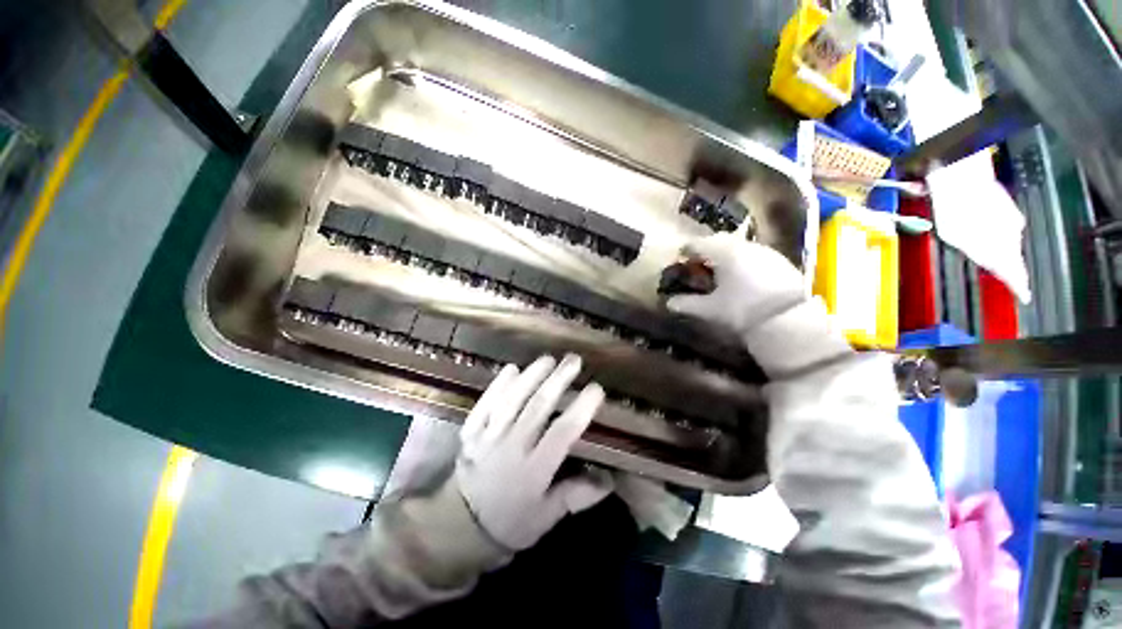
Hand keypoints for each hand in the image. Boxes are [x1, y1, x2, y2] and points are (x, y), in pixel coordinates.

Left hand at [455, 354, 612, 549]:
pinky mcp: (471, 432)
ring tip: (548, 359)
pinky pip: (484, 404)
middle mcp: (511, 448)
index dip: (580, 409)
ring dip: (530, 376)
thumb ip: (576, 496)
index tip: (596, 389)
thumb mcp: (547, 517)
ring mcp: (488, 437)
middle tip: (574, 361)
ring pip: (511, 400)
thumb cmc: (511, 521)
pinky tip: (511, 369)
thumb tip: (609, 479)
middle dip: (558, 381)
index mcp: (534, 471)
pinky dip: (497, 385)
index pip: (562, 434)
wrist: (460, 526)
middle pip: (537, 408)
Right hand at [665, 233, 804, 335]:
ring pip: (738, 246)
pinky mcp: (780, 261)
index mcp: (724, 252)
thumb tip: (669, 302)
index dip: (686, 250)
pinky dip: (742, 260)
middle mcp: (745, 246)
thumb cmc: (742, 310)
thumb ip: (687, 304)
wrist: (790, 320)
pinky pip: (754, 254)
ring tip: (719, 270)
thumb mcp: (710, 309)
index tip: (679, 257)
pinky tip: (742, 276)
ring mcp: (765, 252)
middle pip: (719, 240)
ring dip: (725, 254)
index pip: (698, 244)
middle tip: (698, 263)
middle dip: (706, 249)